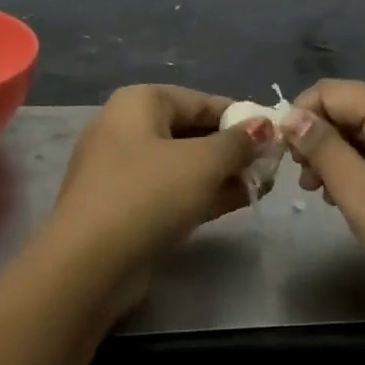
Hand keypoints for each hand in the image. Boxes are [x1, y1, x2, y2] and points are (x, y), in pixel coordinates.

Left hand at [40, 85, 274, 302]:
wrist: (89, 264)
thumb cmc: (148, 194)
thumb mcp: (202, 163)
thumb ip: (237, 143)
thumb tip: (264, 126)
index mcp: (139, 103)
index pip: (200, 100)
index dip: (240, 116)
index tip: (275, 134)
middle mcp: (126, 128)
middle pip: (191, 131)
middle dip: (233, 148)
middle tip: (272, 164)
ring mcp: (122, 170)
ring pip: (183, 164)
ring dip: (222, 173)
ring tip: (264, 184)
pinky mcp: (124, 207)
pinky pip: (171, 190)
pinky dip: (203, 193)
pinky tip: (240, 201)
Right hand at [282, 80, 364, 330]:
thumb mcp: (361, 193)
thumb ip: (323, 149)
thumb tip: (291, 117)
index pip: (333, 92)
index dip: (300, 116)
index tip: (281, 155)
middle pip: (351, 109)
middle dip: (318, 138)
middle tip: (302, 181)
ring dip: (336, 157)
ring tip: (319, 194)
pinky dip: (360, 171)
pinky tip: (349, 200)